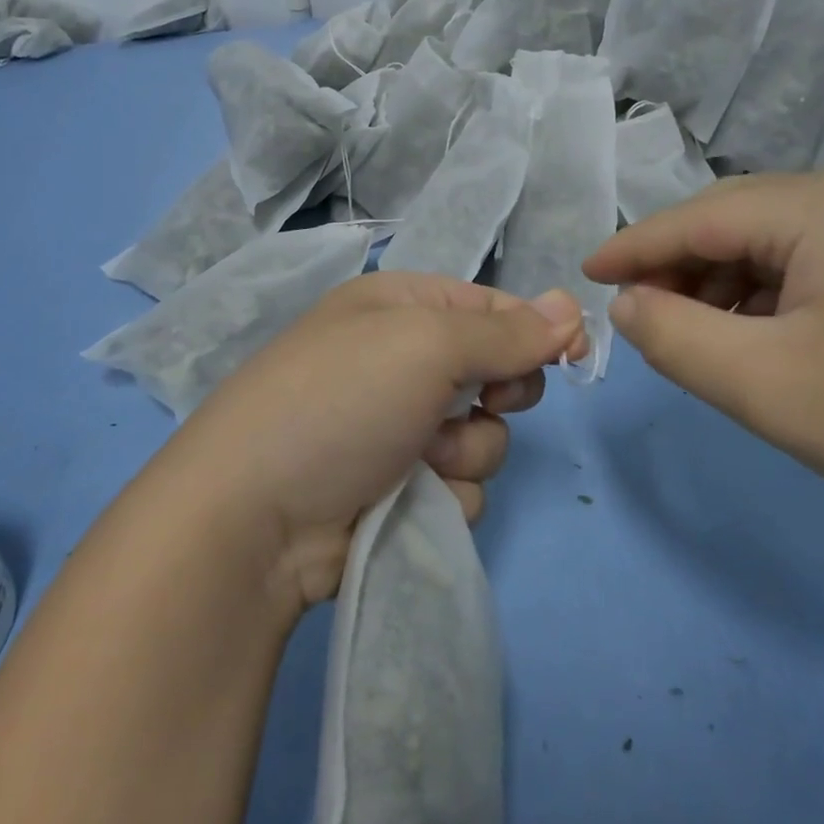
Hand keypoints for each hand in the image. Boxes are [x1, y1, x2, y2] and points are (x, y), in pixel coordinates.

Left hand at [165, 271, 587, 609]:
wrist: (253, 518)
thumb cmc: (341, 401)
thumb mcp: (426, 345)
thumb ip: (506, 331)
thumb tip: (570, 304)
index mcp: (400, 308)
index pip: (490, 306)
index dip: (534, 327)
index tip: (569, 354)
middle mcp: (401, 362)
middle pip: (496, 370)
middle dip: (499, 392)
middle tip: (478, 402)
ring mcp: (399, 428)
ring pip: (486, 435)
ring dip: (468, 450)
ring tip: (422, 458)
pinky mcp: (399, 488)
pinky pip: (462, 484)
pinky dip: (446, 492)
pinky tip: (408, 497)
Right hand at [583, 168, 823, 543]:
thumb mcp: (763, 386)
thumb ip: (673, 336)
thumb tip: (627, 303)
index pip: (700, 216)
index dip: (634, 247)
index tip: (583, 275)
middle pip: (737, 222)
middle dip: (680, 270)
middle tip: (640, 320)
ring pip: (774, 244)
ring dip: (724, 286)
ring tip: (700, 340)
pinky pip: (813, 263)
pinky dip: (770, 297)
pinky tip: (761, 340)